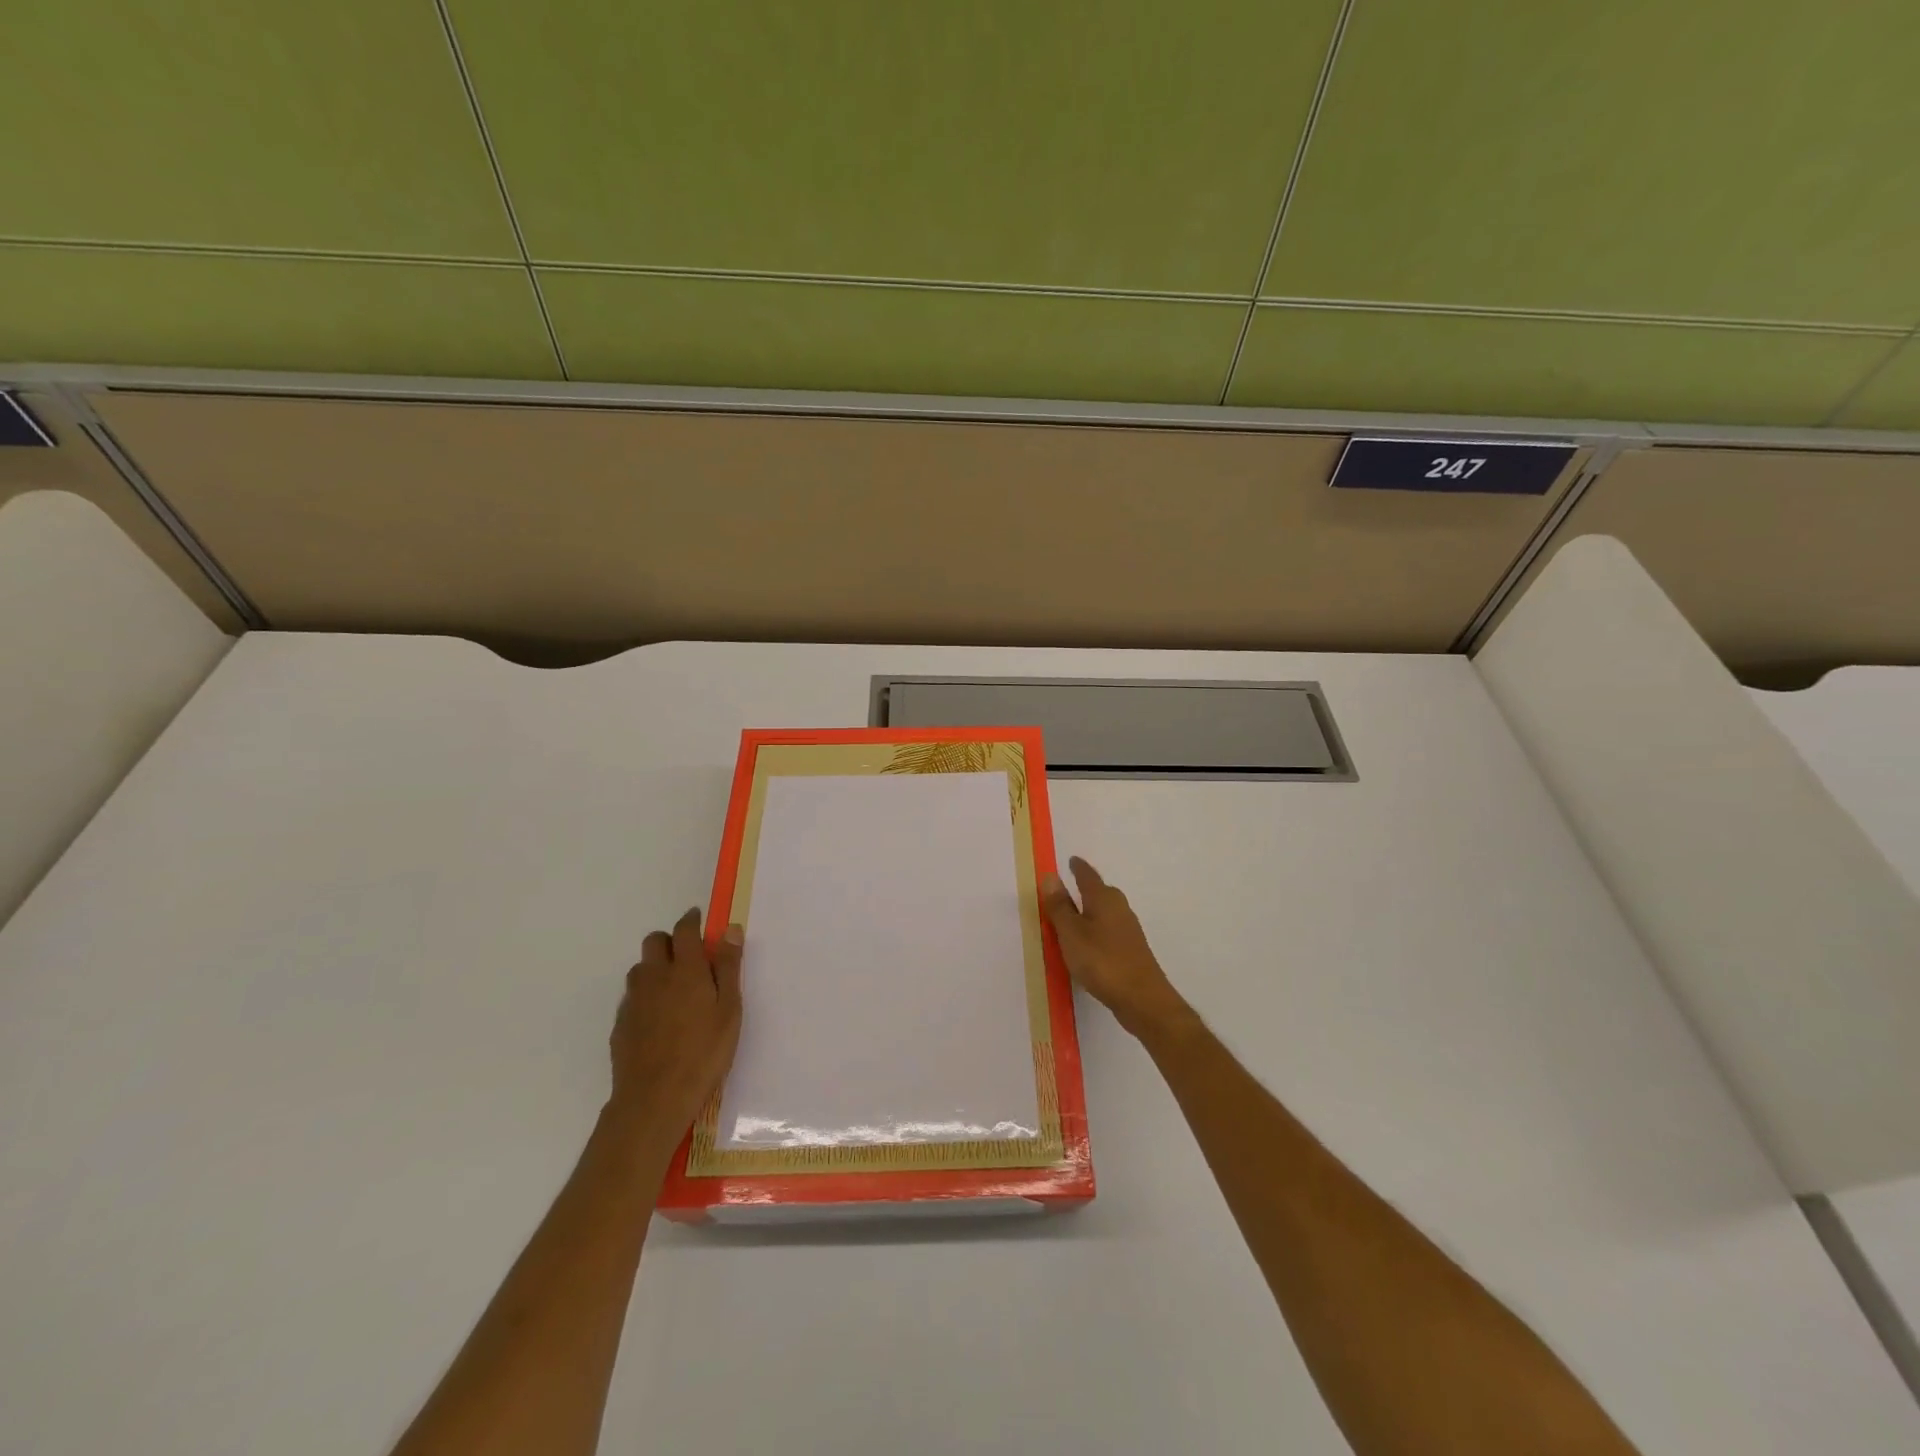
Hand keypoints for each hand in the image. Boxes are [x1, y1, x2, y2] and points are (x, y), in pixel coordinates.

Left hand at [608, 908, 743, 1144]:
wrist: (654, 1099)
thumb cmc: (704, 1052)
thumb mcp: (729, 1010)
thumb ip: (728, 967)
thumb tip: (730, 929)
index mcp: (685, 969)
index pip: (685, 930)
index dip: (692, 920)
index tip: (699, 919)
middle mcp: (655, 977)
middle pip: (654, 941)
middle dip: (671, 940)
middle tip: (690, 956)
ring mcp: (633, 1001)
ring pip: (641, 968)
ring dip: (656, 967)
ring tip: (674, 988)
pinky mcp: (621, 1024)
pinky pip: (632, 997)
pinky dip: (646, 995)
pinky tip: (659, 1018)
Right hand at [1041, 857, 1190, 1040]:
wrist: (1142, 998)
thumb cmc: (1101, 960)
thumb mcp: (1071, 933)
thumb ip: (1060, 906)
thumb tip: (1051, 876)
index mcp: (1103, 898)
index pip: (1087, 875)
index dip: (1077, 868)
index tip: (1071, 860)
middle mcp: (1119, 908)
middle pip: (1100, 892)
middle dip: (1085, 888)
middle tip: (1068, 887)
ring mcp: (1128, 930)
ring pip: (1105, 912)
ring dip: (1090, 911)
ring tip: (1073, 917)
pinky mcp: (1131, 950)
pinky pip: (1108, 930)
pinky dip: (1096, 930)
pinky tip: (1088, 944)